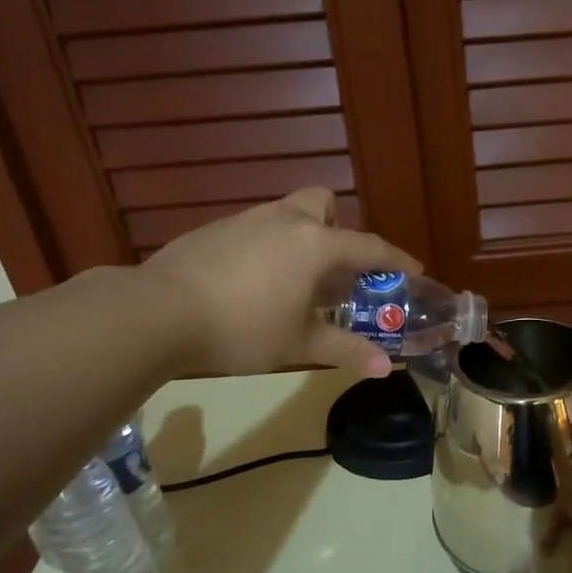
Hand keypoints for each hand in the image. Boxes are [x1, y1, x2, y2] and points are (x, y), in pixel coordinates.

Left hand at [144, 188, 419, 378]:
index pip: (369, 246)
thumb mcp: (299, 344)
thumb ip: (344, 350)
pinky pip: (255, 230)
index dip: (395, 260)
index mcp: (315, 244)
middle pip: (323, 203)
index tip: (413, 271)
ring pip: (286, 215)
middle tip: (336, 267)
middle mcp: (284, 220)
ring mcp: (245, 220)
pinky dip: (267, 248)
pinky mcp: (213, 230)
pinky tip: (251, 284)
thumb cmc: (242, 328)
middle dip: (337, 228)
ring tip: (294, 283)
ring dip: (301, 240)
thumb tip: (384, 368)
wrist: (158, 313)